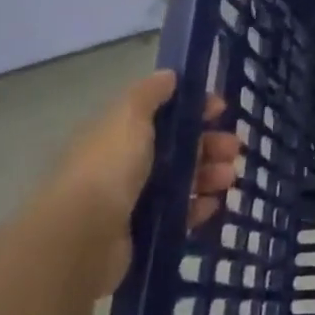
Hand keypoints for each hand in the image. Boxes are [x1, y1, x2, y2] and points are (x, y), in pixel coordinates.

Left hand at [45, 69, 240, 294]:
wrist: (81, 239)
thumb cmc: (108, 168)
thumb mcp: (128, 117)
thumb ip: (149, 93)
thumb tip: (169, 75)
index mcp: (117, 134)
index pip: (162, 114)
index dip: (193, 108)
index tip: (221, 109)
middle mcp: (123, 165)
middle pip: (177, 148)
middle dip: (210, 144)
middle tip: (233, 149)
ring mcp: (132, 201)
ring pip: (182, 181)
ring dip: (210, 174)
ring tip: (228, 178)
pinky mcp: (142, 233)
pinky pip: (179, 215)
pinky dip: (198, 208)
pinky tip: (213, 204)